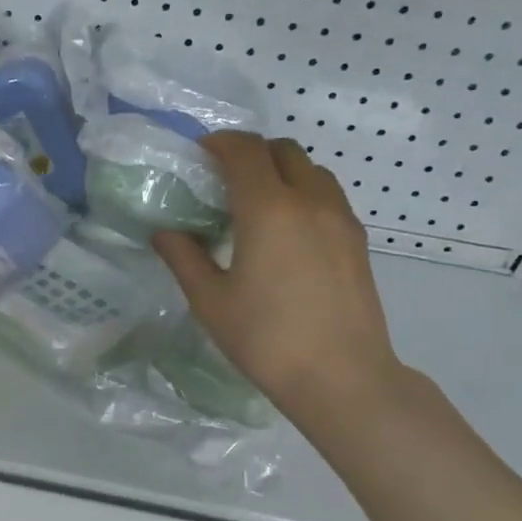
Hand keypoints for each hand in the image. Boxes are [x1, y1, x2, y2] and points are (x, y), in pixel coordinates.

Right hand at [150, 134, 404, 423]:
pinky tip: (286, 231)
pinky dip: (303, 193)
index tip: (199, 155)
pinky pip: (328, 196)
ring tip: (256, 203)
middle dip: (251, 153)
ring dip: (281, 171)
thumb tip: (164, 232)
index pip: (245, 151)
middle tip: (224, 179)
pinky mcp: (357, 241)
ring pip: (312, 170)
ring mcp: (341, 219)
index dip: (219, 144)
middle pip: (283, 150)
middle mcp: (310, 201)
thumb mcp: (210, 300)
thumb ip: (184, 257)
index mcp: (268, 210)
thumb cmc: (266, 338)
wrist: (341, 377)